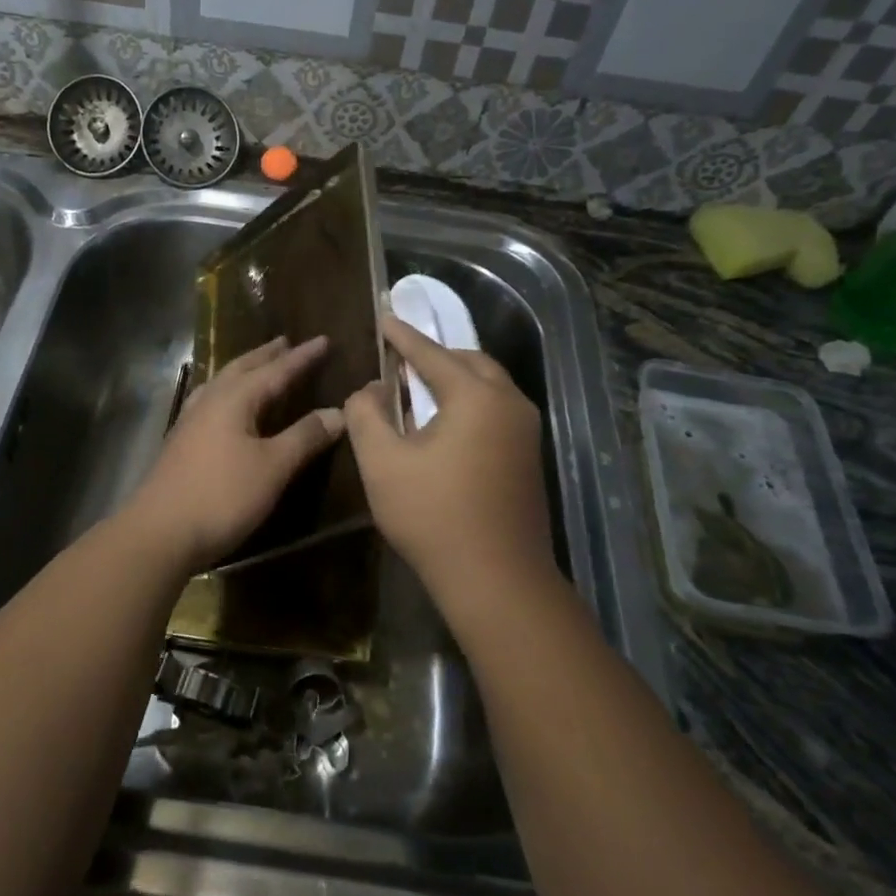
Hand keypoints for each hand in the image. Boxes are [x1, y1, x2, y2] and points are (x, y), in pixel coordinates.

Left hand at [125, 336, 345, 570]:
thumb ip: (304, 437)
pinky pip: (209, 401)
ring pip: (222, 383)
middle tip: (286, 342)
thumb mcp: (272, 467)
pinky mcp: (180, 442)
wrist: (159, 532)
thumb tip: (338, 412)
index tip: (324, 340)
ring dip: (243, 370)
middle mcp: (210, 401)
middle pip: (242, 369)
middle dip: (267, 356)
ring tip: (257, 365)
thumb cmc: (222, 496)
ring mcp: (190, 421)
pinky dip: (226, 392)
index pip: (276, 370)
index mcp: (234, 399)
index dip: (302, 357)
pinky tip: (223, 405)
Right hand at [344, 315, 558, 615]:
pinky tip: (445, 425)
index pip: (431, 353)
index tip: (383, 317)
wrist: (497, 578)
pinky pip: (497, 411)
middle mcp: (510, 403)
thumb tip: (370, 390)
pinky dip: (469, 403)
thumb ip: (366, 415)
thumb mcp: (382, 463)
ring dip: (455, 380)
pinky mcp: (529, 457)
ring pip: (488, 386)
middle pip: (470, 362)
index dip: (402, 336)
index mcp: (476, 396)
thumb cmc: (433, 516)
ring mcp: (526, 431)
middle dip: (435, 356)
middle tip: (400, 359)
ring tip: (419, 389)